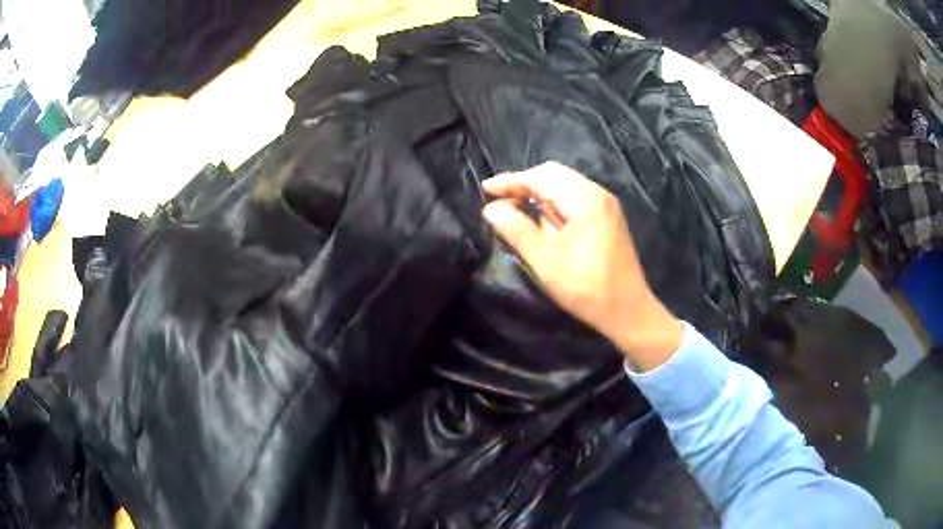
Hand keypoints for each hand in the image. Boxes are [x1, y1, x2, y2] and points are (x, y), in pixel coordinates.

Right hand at [482, 162, 681, 370]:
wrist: (628, 311)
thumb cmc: (586, 288)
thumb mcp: (545, 261)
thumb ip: (517, 230)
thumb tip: (491, 208)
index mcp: (585, 200)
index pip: (541, 177)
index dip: (511, 181)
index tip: (485, 190)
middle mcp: (598, 194)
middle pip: (555, 175)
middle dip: (524, 185)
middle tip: (499, 201)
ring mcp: (605, 206)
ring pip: (565, 186)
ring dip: (539, 194)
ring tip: (516, 211)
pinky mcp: (607, 218)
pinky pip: (575, 199)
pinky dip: (554, 204)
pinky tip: (542, 221)